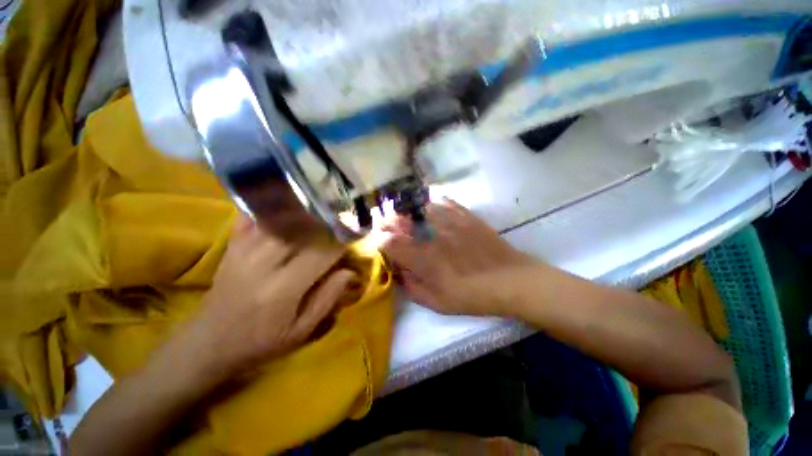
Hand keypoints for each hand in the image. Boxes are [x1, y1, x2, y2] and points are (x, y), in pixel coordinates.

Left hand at [186, 214, 353, 376]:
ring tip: (322, 210)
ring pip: (280, 219)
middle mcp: (263, 263)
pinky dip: (270, 207)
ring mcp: (243, 251)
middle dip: (326, 223)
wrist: (208, 343)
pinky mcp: (232, 247)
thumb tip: (350, 272)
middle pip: (301, 229)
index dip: (342, 242)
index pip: (321, 253)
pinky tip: (286, 202)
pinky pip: (252, 217)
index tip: (355, 237)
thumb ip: (327, 300)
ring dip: (304, 213)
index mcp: (282, 289)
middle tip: (342, 220)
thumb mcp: (300, 332)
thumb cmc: (260, 342)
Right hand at [381, 199, 533, 315]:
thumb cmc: (473, 296)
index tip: (378, 240)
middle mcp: (433, 238)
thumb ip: (413, 288)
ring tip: (408, 214)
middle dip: (389, 221)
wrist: (511, 281)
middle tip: (387, 223)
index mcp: (425, 261)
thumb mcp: (438, 303)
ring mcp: (451, 223)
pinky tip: (433, 208)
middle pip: (402, 220)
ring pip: (421, 207)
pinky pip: (445, 202)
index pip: (391, 243)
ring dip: (410, 210)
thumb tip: (399, 272)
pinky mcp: (466, 217)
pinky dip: (434, 203)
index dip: (380, 240)